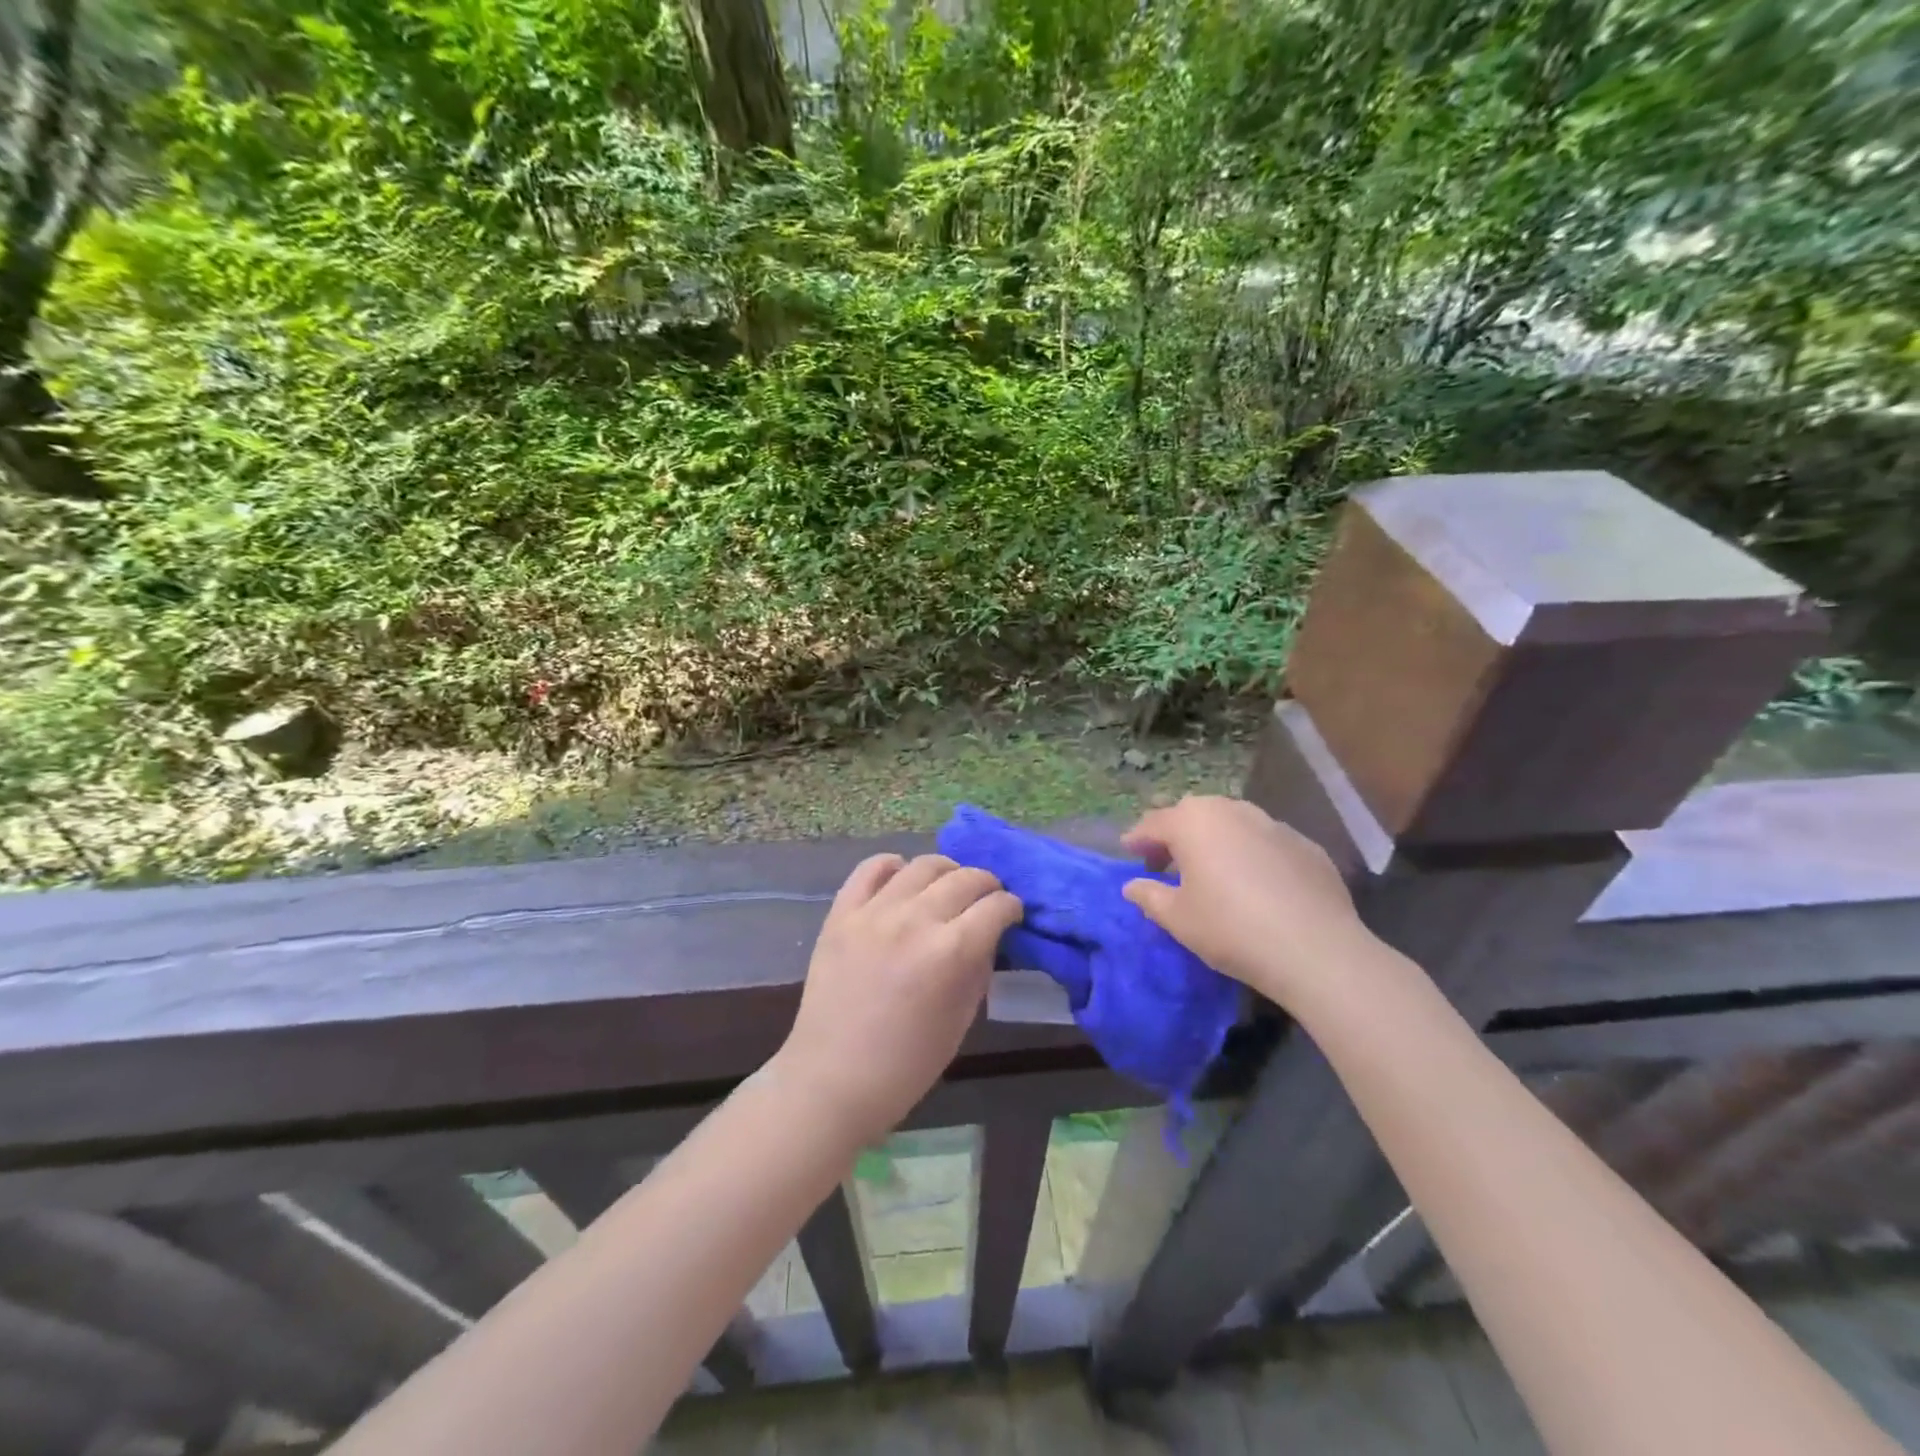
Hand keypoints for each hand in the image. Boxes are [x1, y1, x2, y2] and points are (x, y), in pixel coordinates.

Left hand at [775, 854, 1022, 1145]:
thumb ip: (978, 969)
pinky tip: (903, 879)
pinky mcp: (841, 913)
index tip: (1012, 914)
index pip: (995, 907)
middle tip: (987, 899)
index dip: (1011, 907)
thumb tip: (988, 936)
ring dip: (947, 871)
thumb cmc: (906, 1065)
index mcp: (950, 952)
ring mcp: (873, 912)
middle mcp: (915, 920)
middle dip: (986, 885)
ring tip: (949, 885)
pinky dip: (893, 866)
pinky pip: (871, 869)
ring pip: (923, 865)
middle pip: (965, 878)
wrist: (831, 1080)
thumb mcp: (961, 1020)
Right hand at [1120, 795, 1369, 1010]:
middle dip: (1176, 834)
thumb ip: (1149, 896)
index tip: (1128, 851)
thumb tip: (1132, 886)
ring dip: (1215, 840)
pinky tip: (1255, 884)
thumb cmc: (1230, 928)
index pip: (1154, 823)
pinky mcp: (1306, 845)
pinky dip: (1251, 854)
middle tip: (1166, 862)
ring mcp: (1273, 824)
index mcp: (1193, 823)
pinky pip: (1266, 842)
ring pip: (1233, 823)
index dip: (1138, 838)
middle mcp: (1232, 811)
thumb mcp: (1177, 918)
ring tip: (1211, 870)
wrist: (1315, 949)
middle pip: (1194, 815)